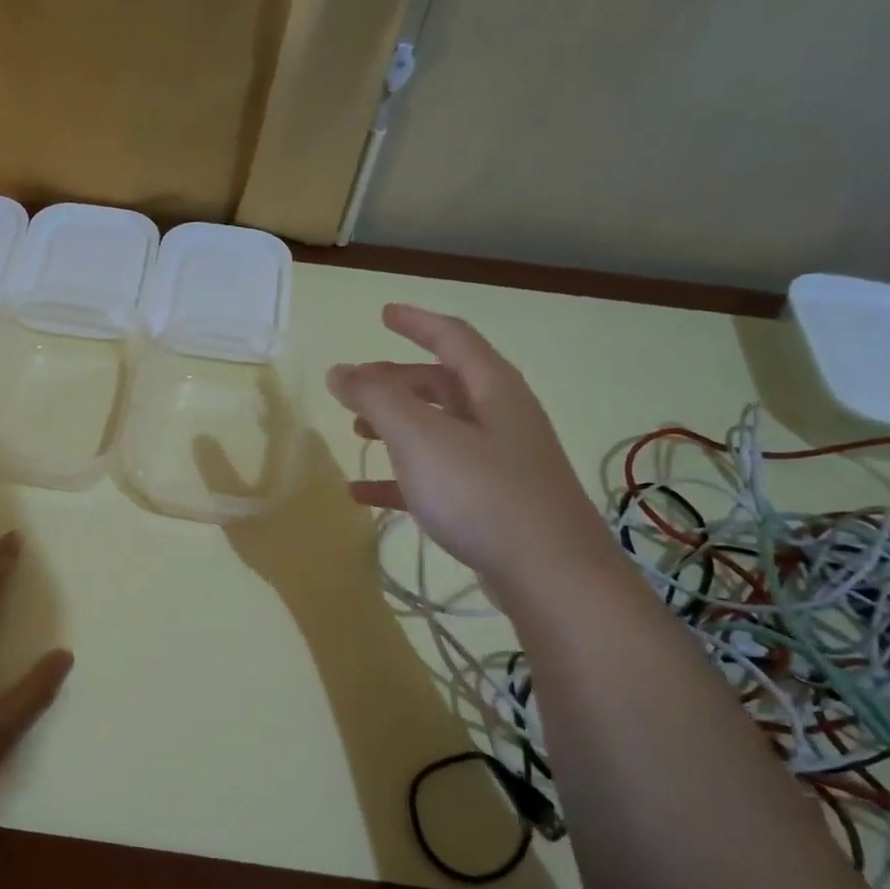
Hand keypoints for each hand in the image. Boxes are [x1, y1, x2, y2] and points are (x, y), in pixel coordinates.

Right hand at [326, 304, 618, 589]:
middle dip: (396, 381)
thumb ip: (376, 399)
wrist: (549, 574)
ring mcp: (498, 462)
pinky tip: (364, 493)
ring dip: (396, 426)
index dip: (416, 322)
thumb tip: (340, 370)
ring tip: (356, 435)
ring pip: (438, 430)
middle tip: (355, 388)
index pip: (452, 338)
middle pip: (442, 384)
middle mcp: (500, 417)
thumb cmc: (482, 493)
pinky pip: (436, 476)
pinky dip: (400, 477)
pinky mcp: (490, 503)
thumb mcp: (421, 438)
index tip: (383, 314)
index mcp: (492, 388)